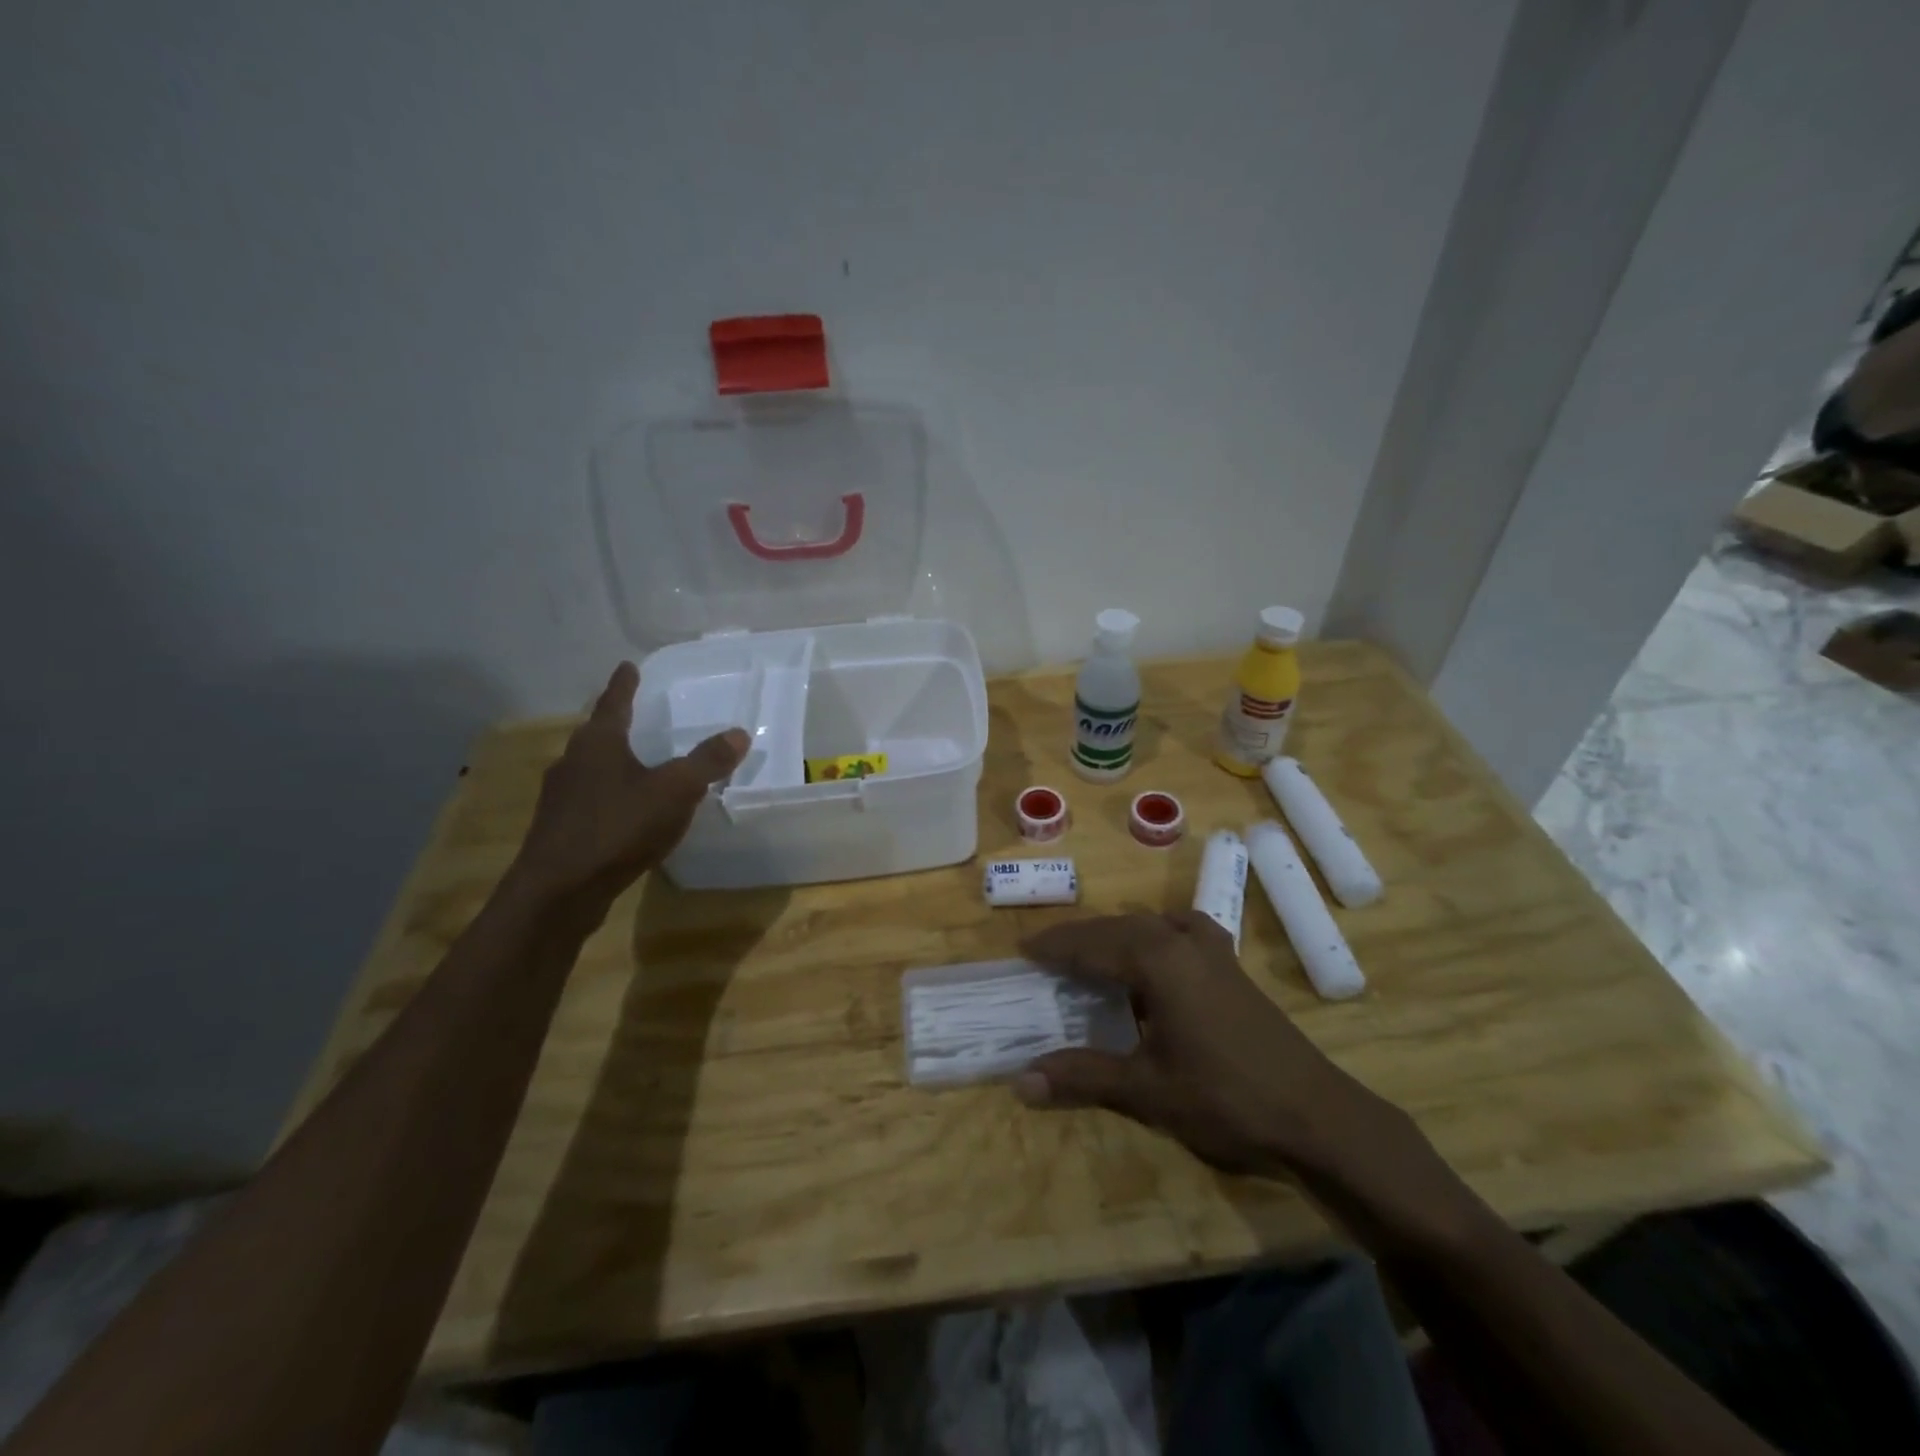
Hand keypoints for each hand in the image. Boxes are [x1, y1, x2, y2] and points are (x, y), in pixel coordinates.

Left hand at [507, 663, 746, 907]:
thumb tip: (739, 733)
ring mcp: (561, 798)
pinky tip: (626, 812)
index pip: (614, 702)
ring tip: (636, 763)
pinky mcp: (560, 829)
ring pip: (591, 768)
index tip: (628, 666)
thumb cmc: (618, 828)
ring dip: (612, 761)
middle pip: (597, 734)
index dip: (625, 684)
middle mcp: (573, 762)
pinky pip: (590, 799)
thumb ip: (707, 762)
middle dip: (616, 724)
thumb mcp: (675, 791)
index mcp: (598, 743)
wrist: (558, 892)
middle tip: (637, 714)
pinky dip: (609, 795)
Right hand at [1014, 911, 1394, 1176]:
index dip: (1054, 947)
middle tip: (1045, 954)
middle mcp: (1182, 940)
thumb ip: (1082, 1076)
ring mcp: (1212, 950)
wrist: (1316, 1115)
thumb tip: (1020, 1081)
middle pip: (1117, 928)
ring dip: (1115, 936)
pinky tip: (1156, 956)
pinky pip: (1179, 932)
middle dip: (1079, 939)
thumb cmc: (1225, 1098)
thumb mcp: (1146, 1090)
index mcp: (1158, 959)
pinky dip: (1154, 936)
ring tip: (1090, 956)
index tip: (1021, 949)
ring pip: (1149, 927)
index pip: (1091, 944)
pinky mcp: (1231, 966)